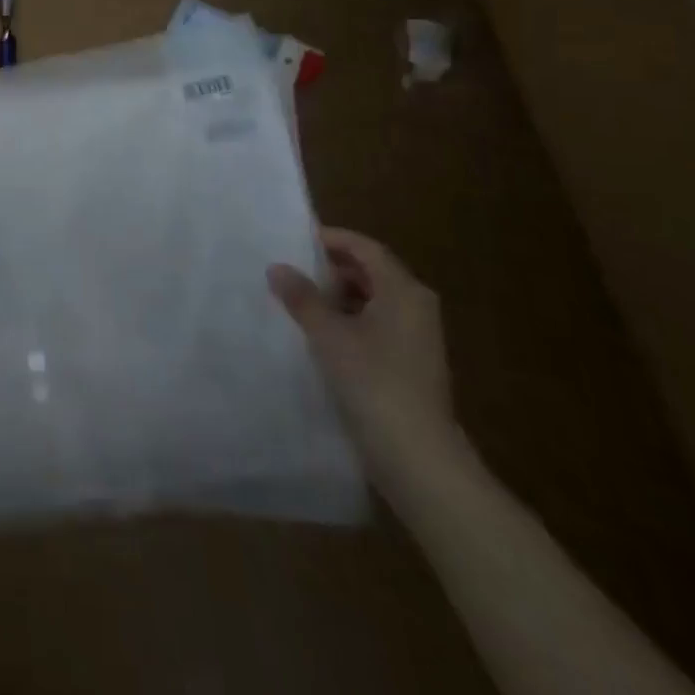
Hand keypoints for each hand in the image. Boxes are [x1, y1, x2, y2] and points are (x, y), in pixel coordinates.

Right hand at [269, 227, 459, 491]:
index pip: (366, 248)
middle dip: (331, 267)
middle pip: (371, 272)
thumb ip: (302, 297)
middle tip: (290, 267)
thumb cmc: (373, 381)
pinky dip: (347, 320)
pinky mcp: (410, 364)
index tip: (295, 238)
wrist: (417, 456)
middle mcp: (416, 307)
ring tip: (297, 299)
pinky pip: (375, 325)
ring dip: (337, 296)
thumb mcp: (328, 334)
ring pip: (372, 300)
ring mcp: (416, 337)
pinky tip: (318, 333)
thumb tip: (277, 267)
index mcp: (403, 291)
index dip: (332, 239)